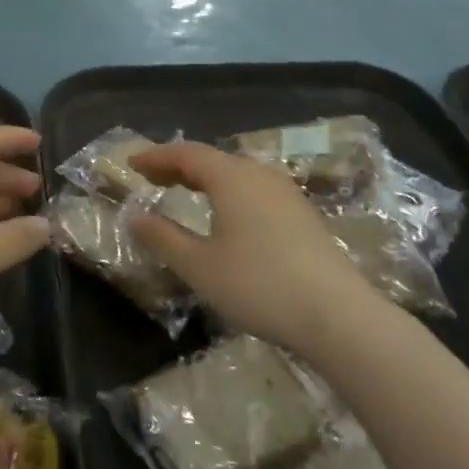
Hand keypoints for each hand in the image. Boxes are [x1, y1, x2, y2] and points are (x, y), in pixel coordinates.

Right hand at [128, 142, 381, 356]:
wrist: (338, 315)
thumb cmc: (259, 285)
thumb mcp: (199, 266)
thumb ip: (163, 237)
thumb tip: (136, 217)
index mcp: (231, 177)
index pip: (185, 154)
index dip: (155, 156)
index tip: (131, 163)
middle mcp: (259, 174)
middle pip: (212, 159)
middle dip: (178, 166)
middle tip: (151, 178)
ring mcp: (286, 193)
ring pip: (236, 174)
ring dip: (205, 179)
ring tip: (184, 193)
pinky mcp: (302, 214)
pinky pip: (255, 189)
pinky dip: (228, 192)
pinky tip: (227, 216)